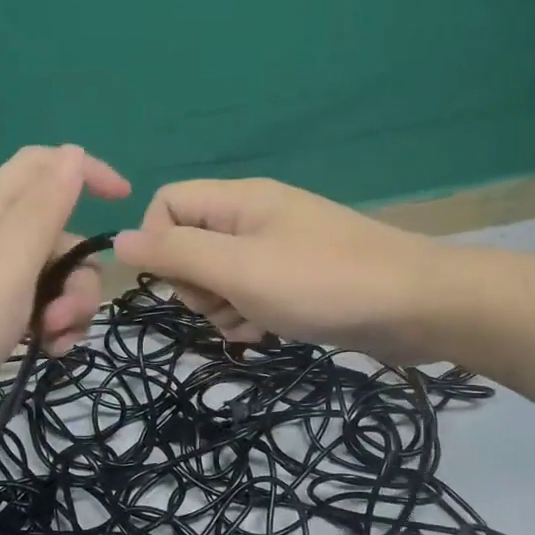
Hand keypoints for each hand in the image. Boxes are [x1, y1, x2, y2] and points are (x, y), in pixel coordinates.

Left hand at [0, 145, 128, 441]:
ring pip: (56, 278)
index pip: (45, 166)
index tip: (124, 202)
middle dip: (80, 274)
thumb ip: (44, 207)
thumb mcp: (10, 260)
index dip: (86, 172)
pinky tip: (48, 352)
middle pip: (61, 236)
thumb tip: (74, 153)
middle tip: (65, 314)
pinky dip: (53, 328)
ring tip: (53, 341)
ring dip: (69, 308)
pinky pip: (39, 310)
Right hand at [112, 177, 449, 363]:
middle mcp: (254, 219)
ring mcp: (278, 250)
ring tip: (251, 324)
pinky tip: (268, 333)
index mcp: (238, 201)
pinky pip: (250, 295)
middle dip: (195, 285)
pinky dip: (250, 316)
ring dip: (222, 308)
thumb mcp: (238, 268)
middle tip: (224, 305)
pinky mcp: (297, 281)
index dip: (158, 244)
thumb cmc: (322, 283)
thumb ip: (176, 253)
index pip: (166, 204)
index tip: (180, 281)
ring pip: (218, 277)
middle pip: (189, 245)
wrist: (416, 306)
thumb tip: (118, 240)